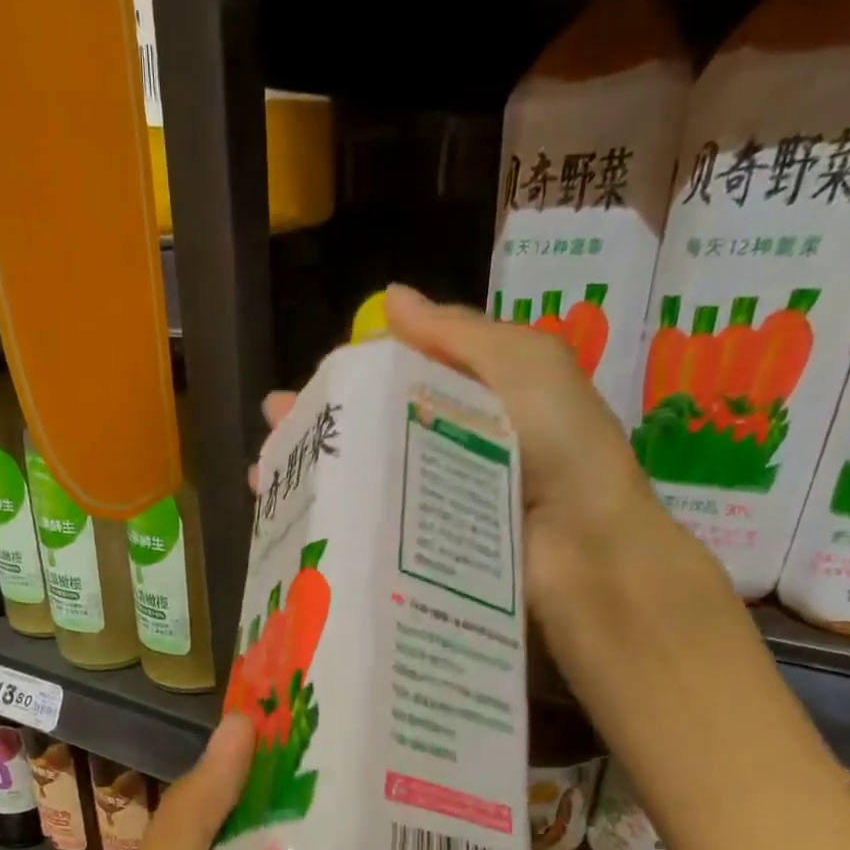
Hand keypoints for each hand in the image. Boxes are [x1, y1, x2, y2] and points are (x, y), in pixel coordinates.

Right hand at [264, 284, 679, 611]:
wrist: (585, 550)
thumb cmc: (560, 444)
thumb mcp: (521, 362)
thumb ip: (455, 332)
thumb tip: (389, 297)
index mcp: (474, 400)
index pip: (400, 380)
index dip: (354, 377)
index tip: (311, 382)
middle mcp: (448, 449)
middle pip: (372, 432)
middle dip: (321, 426)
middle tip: (272, 426)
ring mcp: (433, 505)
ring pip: (363, 482)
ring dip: (315, 475)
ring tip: (265, 474)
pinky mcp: (421, 552)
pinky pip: (372, 530)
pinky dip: (333, 523)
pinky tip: (292, 521)